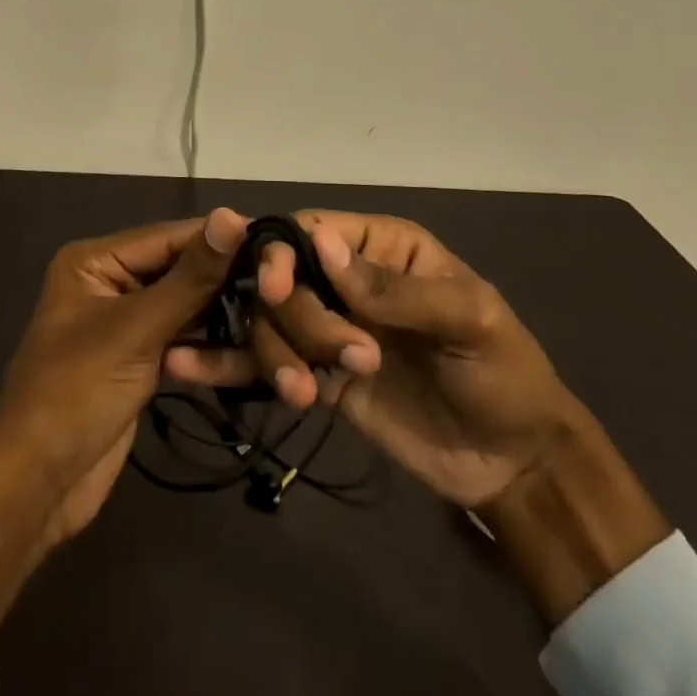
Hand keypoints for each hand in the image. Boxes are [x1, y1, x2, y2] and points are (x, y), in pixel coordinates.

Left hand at [0, 211, 241, 638]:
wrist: (38, 485)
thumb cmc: (77, 391)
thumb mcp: (137, 329)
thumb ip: (190, 276)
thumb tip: (233, 215)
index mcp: (95, 260)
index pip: (169, 236)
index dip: (221, 238)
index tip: (277, 241)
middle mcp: (110, 281)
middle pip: (180, 271)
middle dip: (226, 281)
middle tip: (284, 285)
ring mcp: (126, 323)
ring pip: (186, 308)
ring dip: (223, 317)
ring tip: (275, 318)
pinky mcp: (139, 360)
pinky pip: (182, 339)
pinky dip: (209, 347)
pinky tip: (250, 351)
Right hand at [168, 211, 570, 506]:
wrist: (512, 464)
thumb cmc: (503, 374)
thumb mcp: (467, 321)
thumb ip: (395, 288)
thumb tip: (321, 243)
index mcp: (377, 247)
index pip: (309, 231)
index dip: (281, 252)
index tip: (272, 288)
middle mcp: (342, 279)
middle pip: (280, 277)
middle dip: (294, 318)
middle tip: (333, 362)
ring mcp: (325, 328)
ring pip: (267, 321)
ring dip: (271, 353)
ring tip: (304, 395)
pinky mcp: (315, 374)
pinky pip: (266, 362)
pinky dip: (227, 364)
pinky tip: (184, 366)